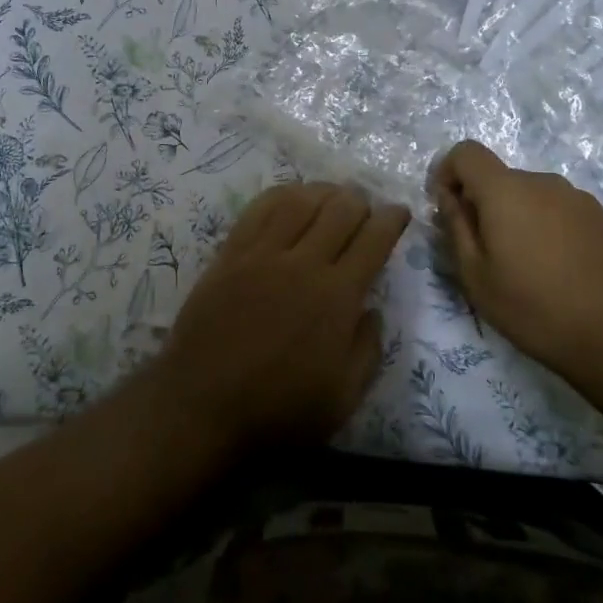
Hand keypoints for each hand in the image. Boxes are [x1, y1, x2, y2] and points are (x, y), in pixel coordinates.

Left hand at [157, 182, 406, 452]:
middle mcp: (303, 263)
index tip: (399, 212)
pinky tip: (291, 198)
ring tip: (332, 197)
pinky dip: (283, 194)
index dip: (391, 220)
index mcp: (337, 297)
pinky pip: (260, 208)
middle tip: (365, 209)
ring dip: (323, 192)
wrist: (203, 405)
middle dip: (360, 201)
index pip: (373, 240)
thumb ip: (367, 349)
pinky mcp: (231, 252)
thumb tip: (371, 309)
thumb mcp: (343, 398)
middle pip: (340, 209)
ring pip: (300, 200)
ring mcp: (263, 253)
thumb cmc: (279, 410)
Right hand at [432, 140, 602, 379]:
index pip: (466, 153)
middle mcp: (542, 182)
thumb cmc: (538, 309)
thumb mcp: (477, 278)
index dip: (447, 172)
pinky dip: (546, 230)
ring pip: (530, 197)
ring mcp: (578, 198)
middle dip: (482, 204)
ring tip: (525, 270)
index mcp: (506, 190)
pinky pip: (558, 212)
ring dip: (516, 219)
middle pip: (499, 178)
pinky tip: (558, 274)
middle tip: (484, 254)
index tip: (447, 209)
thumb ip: (456, 229)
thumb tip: (450, 199)